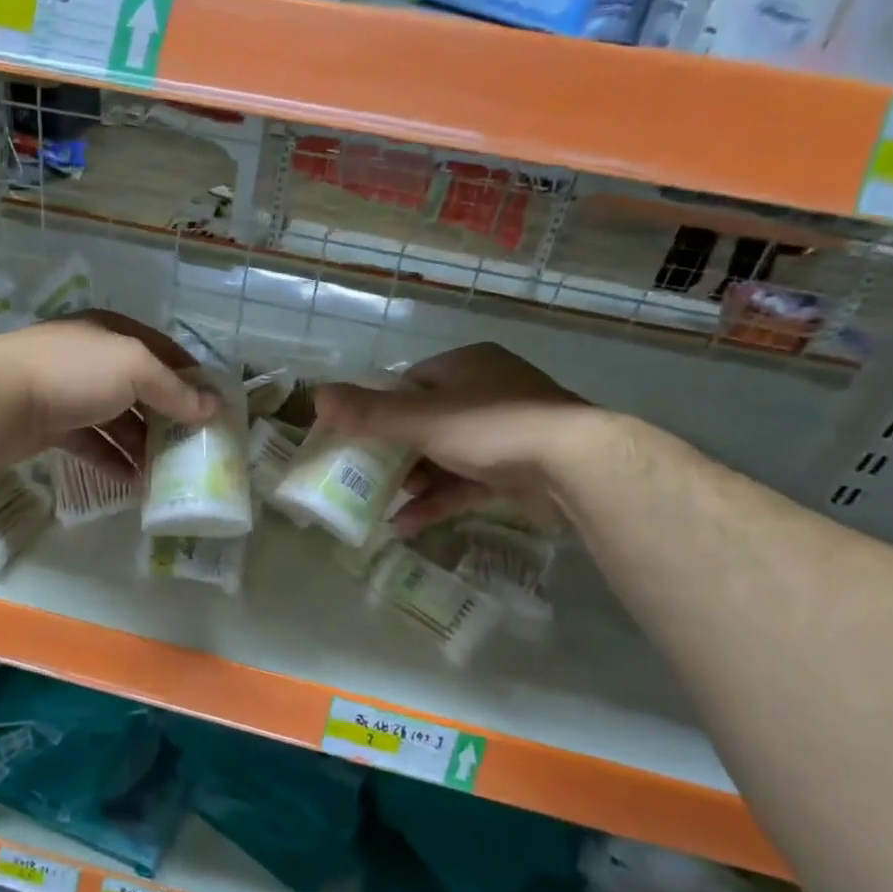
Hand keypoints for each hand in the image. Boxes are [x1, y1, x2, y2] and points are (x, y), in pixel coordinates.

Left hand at [0, 312, 214, 473]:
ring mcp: (69, 392)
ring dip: (141, 445)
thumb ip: (174, 390)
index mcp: (112, 333)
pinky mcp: (51, 425)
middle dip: (167, 418)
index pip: (162, 352)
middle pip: (140, 389)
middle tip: (192, 447)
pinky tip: (132, 483)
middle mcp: (92, 358)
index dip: (190, 378)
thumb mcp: (134, 369)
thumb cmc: (73, 372)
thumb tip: (213, 408)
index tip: (213, 407)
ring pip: (116, 420)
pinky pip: (91, 443)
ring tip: (166, 473)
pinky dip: (112, 460)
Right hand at [313, 343, 588, 533]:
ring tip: (381, 505)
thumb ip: (369, 412)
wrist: (576, 466)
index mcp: (466, 366)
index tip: (357, 436)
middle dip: (394, 454)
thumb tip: (316, 395)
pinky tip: (406, 525)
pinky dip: (438, 501)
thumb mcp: (422, 419)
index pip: (410, 384)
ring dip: (413, 482)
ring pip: (445, 457)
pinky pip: (466, 483)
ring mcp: (505, 434)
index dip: (380, 409)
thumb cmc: (492, 427)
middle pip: (426, 423)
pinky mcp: (516, 471)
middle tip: (364, 476)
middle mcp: (486, 393)